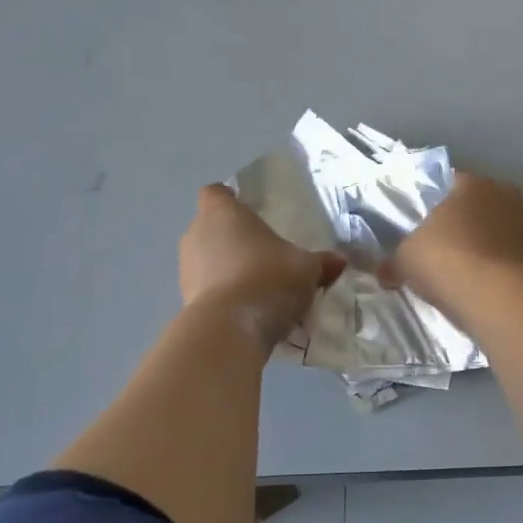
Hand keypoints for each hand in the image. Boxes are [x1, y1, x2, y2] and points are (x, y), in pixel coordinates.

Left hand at [179, 185, 345, 349]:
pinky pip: (207, 290)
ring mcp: (186, 269)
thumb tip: (338, 262)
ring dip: (226, 268)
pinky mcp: (185, 301)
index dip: (230, 199)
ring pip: (206, 260)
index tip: (249, 211)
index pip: (215, 192)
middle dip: (233, 238)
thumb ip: (321, 263)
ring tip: (257, 284)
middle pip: (210, 227)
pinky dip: (222, 296)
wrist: (230, 330)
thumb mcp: (306, 269)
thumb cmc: (268, 279)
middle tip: (263, 252)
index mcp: (222, 213)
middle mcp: (196, 234)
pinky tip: (248, 310)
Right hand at [383, 172, 522, 310]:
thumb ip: (395, 261)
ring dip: (493, 248)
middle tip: (449, 249)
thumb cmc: (447, 262)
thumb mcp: (406, 261)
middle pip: (484, 206)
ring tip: (473, 276)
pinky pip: (520, 261)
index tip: (427, 225)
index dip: (438, 202)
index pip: (452, 182)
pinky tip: (494, 293)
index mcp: (473, 185)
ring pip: (506, 233)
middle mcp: (508, 197)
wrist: (500, 299)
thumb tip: (383, 271)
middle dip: (469, 223)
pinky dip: (509, 272)